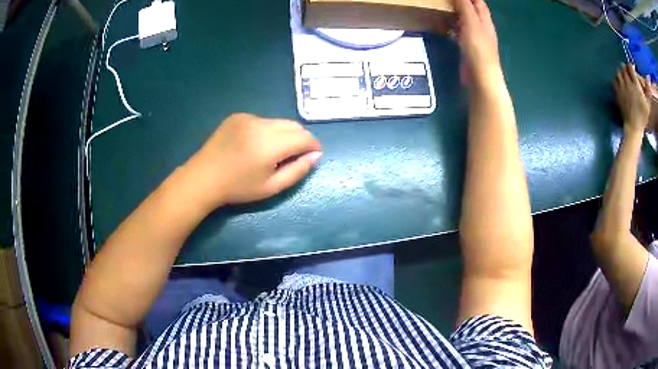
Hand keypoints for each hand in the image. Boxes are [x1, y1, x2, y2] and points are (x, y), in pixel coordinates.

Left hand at [184, 113, 321, 209]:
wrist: (203, 178)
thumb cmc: (238, 188)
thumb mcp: (272, 187)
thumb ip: (298, 170)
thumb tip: (316, 155)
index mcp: (271, 143)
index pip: (304, 137)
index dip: (313, 145)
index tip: (313, 155)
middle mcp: (262, 124)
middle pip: (294, 125)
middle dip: (300, 138)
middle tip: (295, 155)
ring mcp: (249, 117)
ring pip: (278, 122)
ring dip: (283, 134)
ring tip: (272, 151)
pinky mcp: (238, 115)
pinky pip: (263, 120)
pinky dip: (267, 130)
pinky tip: (254, 144)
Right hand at [453, 0, 500, 86]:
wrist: (480, 78)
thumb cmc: (478, 49)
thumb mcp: (471, 23)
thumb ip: (465, 6)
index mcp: (485, 21)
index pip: (479, 3)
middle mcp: (482, 28)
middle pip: (473, 11)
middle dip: (462, 3)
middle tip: (447, 0)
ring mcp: (475, 39)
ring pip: (466, 22)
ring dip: (456, 15)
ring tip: (443, 8)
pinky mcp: (468, 49)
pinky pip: (460, 33)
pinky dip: (453, 28)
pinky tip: (445, 27)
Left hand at [614, 64, 651, 133]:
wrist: (634, 126)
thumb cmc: (642, 117)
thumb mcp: (647, 105)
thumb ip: (647, 92)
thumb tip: (648, 81)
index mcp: (635, 85)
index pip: (631, 68)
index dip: (631, 66)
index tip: (632, 68)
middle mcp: (628, 83)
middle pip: (623, 68)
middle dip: (625, 68)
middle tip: (628, 72)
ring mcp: (622, 87)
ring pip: (618, 72)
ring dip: (620, 73)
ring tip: (624, 77)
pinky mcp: (617, 93)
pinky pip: (614, 80)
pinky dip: (616, 79)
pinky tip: (619, 83)